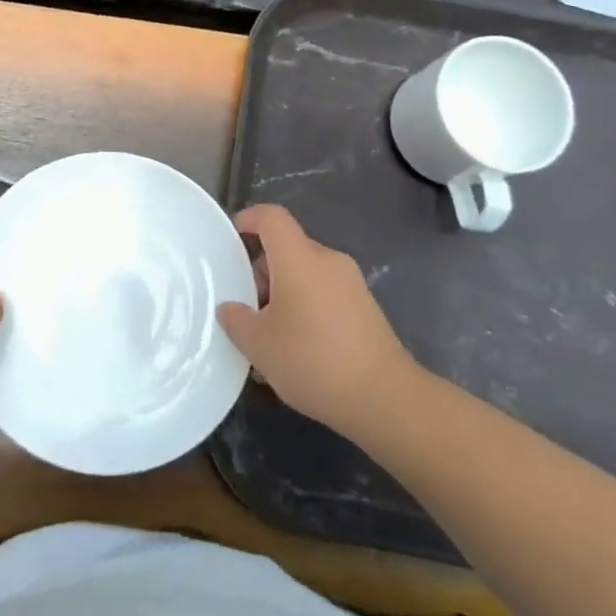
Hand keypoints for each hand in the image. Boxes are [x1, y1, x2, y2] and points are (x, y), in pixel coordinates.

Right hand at [217, 204, 416, 438]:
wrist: (385, 399)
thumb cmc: (313, 360)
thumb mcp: (259, 345)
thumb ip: (236, 320)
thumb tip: (229, 308)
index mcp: (299, 258)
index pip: (271, 217)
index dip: (248, 219)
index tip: (232, 239)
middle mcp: (327, 260)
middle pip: (288, 247)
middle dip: (262, 270)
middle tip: (247, 305)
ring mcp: (351, 283)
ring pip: (306, 272)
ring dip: (284, 292)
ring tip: (270, 334)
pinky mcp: (365, 307)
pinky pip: (325, 292)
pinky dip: (306, 306)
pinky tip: (299, 347)